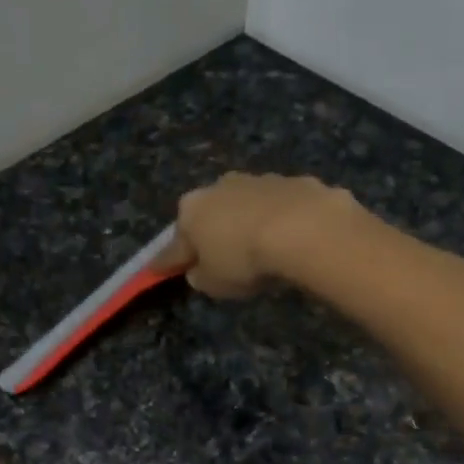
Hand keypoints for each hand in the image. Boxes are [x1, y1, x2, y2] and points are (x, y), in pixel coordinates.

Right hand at [151, 172, 359, 297]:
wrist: (304, 228)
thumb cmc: (245, 259)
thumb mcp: (214, 283)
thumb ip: (201, 277)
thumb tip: (199, 270)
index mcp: (191, 210)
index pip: (174, 244)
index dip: (168, 261)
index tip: (158, 270)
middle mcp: (219, 187)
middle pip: (210, 215)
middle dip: (212, 233)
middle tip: (220, 258)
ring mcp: (258, 180)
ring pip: (246, 206)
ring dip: (248, 223)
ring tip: (261, 249)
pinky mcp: (294, 182)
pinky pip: (280, 207)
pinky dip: (281, 221)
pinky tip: (292, 239)